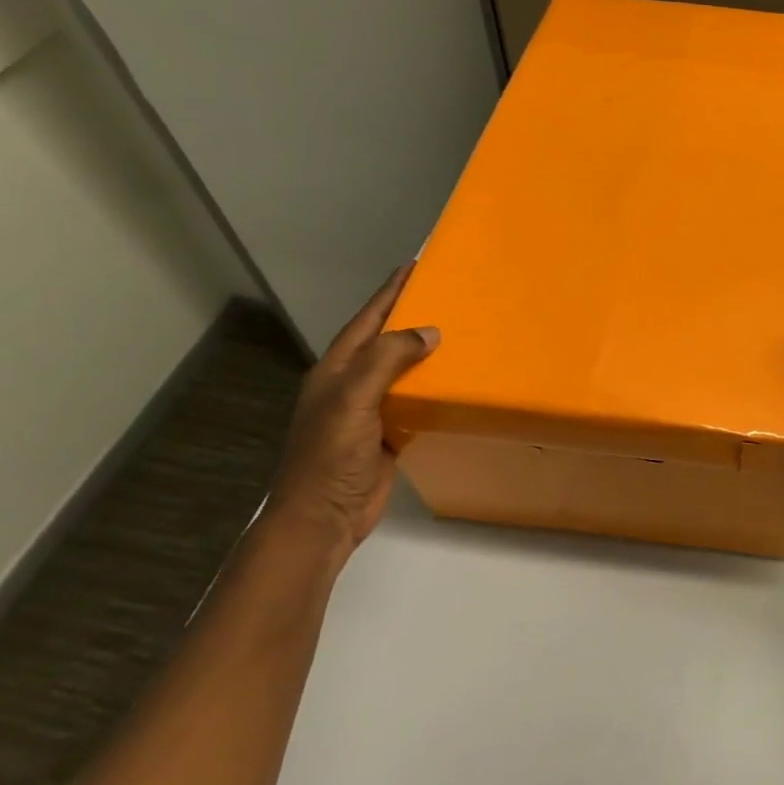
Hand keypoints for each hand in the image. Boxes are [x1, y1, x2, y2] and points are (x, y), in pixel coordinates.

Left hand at [268, 265, 438, 557]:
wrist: (322, 518)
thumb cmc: (331, 456)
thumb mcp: (353, 400)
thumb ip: (386, 361)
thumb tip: (430, 332)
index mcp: (337, 370)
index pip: (368, 320)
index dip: (389, 293)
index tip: (415, 266)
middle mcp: (352, 384)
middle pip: (386, 341)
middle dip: (412, 316)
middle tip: (448, 294)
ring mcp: (369, 410)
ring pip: (402, 370)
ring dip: (426, 352)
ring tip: (461, 331)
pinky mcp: (388, 433)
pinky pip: (414, 399)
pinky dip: (434, 386)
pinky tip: (456, 380)